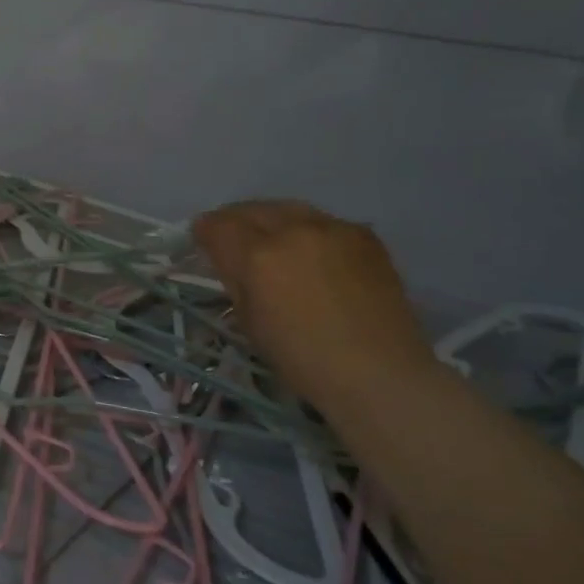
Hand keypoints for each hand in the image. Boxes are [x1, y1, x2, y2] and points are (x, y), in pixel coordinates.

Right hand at [192, 200, 437, 405]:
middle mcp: (292, 230)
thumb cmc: (303, 359)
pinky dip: (308, 231)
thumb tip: (228, 259)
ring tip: (272, 239)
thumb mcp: (249, 322)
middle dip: (235, 220)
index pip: (217, 225)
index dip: (204, 231)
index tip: (203, 241)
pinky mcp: (364, 235)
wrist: (380, 374)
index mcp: (257, 256)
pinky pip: (323, 221)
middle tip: (232, 238)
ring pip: (288, 208)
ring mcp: (332, 228)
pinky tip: (312, 252)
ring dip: (272, 220)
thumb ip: (235, 280)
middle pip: (251, 209)